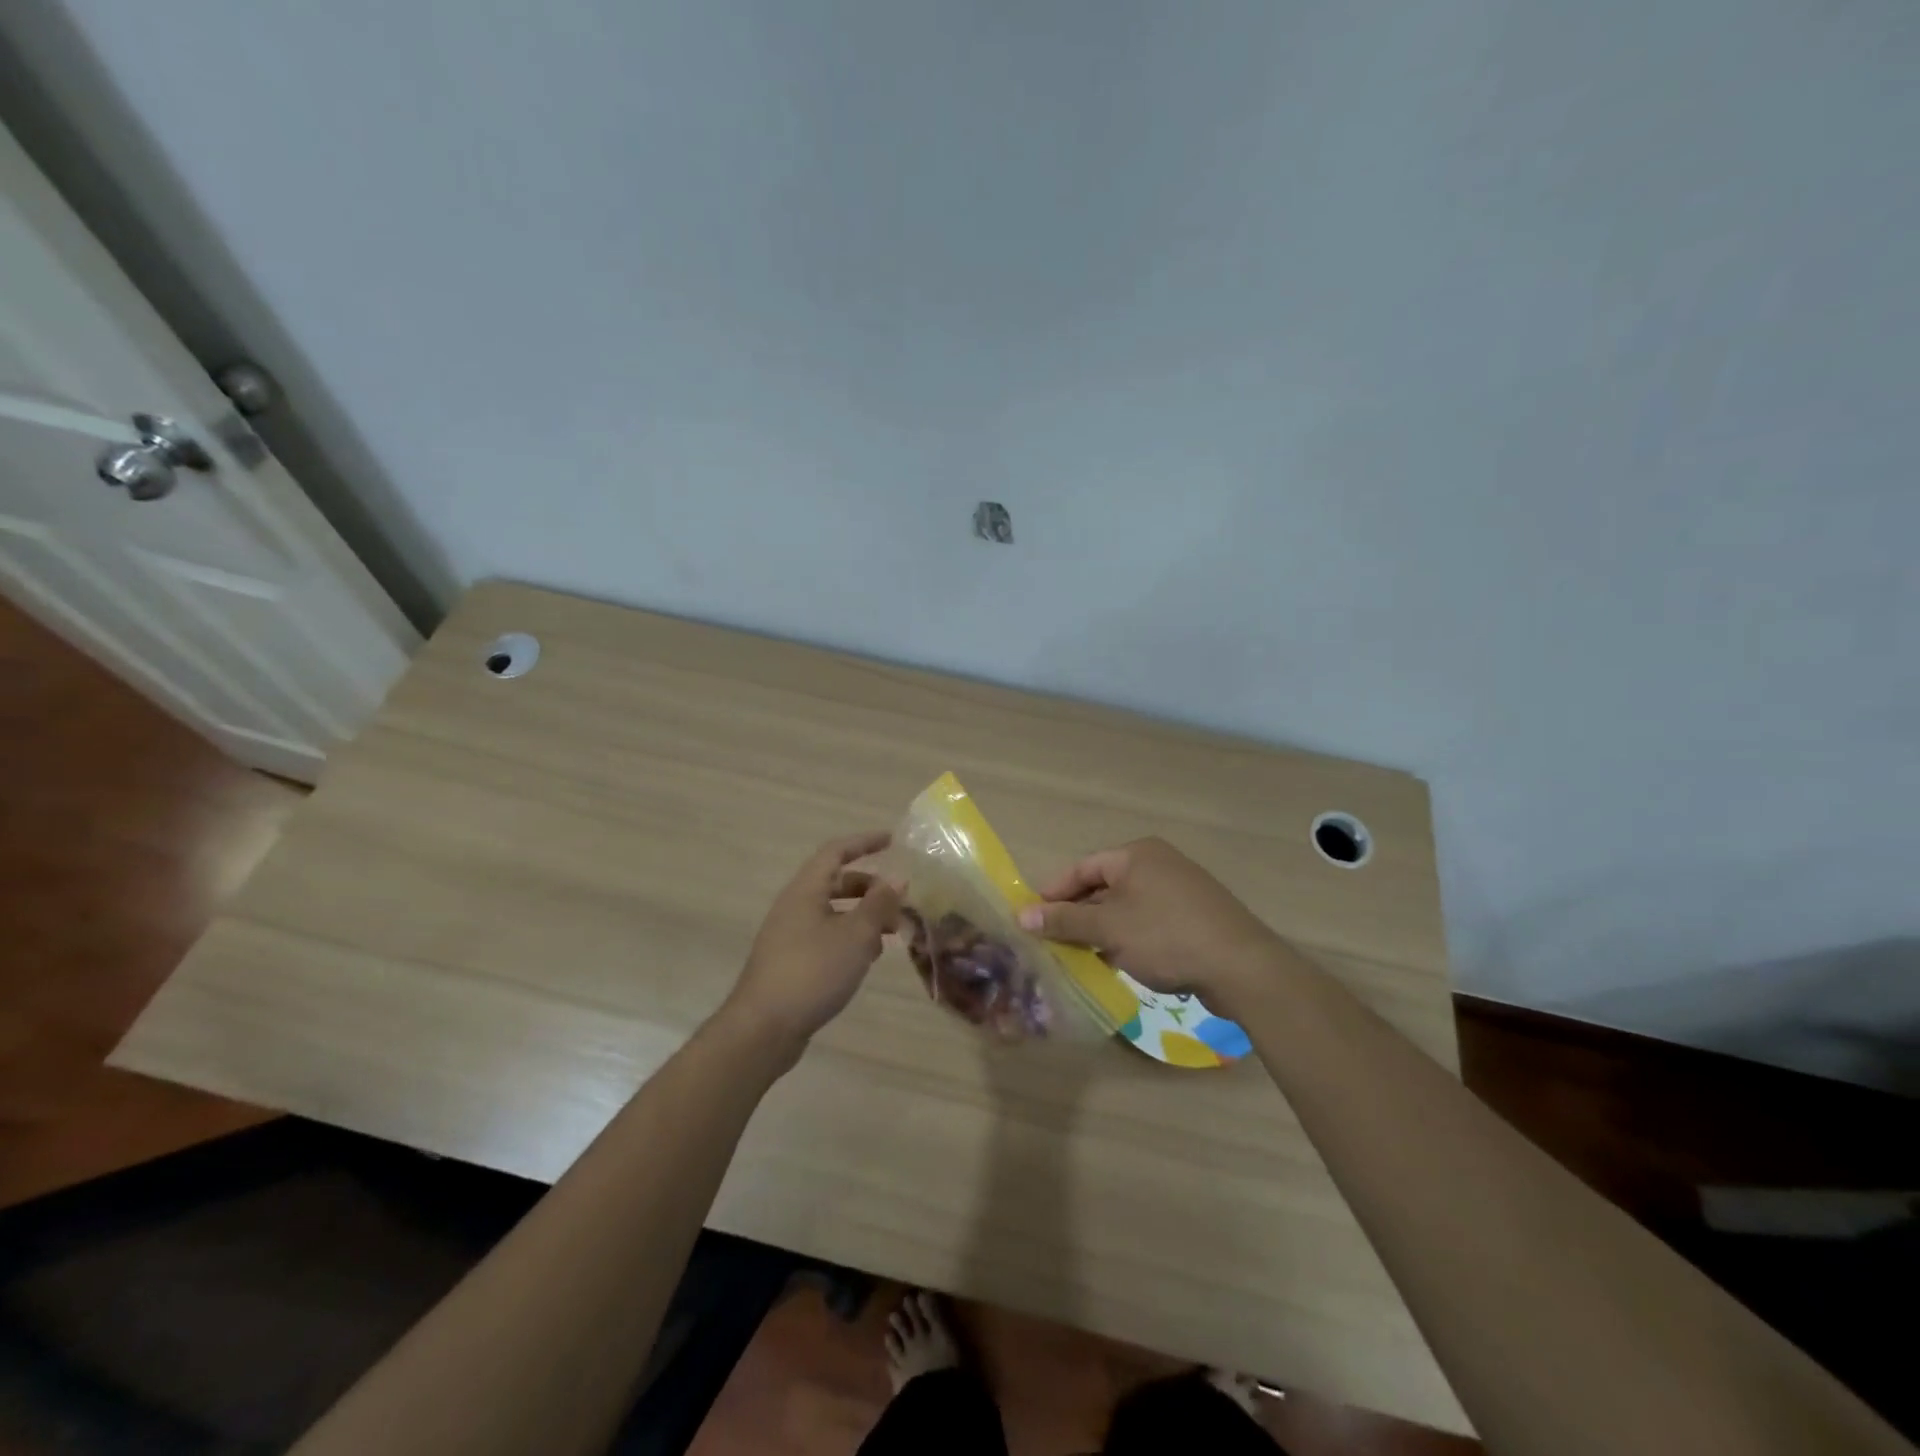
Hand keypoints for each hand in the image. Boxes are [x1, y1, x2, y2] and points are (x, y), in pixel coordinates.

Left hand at [723, 832, 902, 1054]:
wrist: (763, 1029)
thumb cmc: (812, 972)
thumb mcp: (855, 936)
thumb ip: (879, 905)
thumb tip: (897, 878)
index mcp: (805, 891)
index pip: (835, 852)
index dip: (864, 842)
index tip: (892, 840)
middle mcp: (794, 906)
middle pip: (835, 883)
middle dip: (870, 887)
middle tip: (899, 899)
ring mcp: (789, 935)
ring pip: (833, 912)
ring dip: (863, 916)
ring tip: (892, 932)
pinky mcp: (791, 962)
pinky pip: (826, 936)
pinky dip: (850, 938)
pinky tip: (868, 958)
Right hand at [1016, 837, 1282, 1012]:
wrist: (1242, 968)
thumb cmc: (1166, 937)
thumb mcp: (1108, 929)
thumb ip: (1065, 920)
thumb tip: (1022, 915)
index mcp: (1136, 855)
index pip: (1083, 868)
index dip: (1054, 893)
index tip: (1031, 918)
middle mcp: (1158, 864)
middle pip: (1104, 886)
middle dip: (1077, 915)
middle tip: (1052, 942)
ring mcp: (1180, 890)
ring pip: (1126, 907)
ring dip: (1101, 930)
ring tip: (1078, 957)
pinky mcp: (1195, 917)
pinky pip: (1148, 922)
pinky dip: (1128, 938)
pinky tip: (1116, 963)